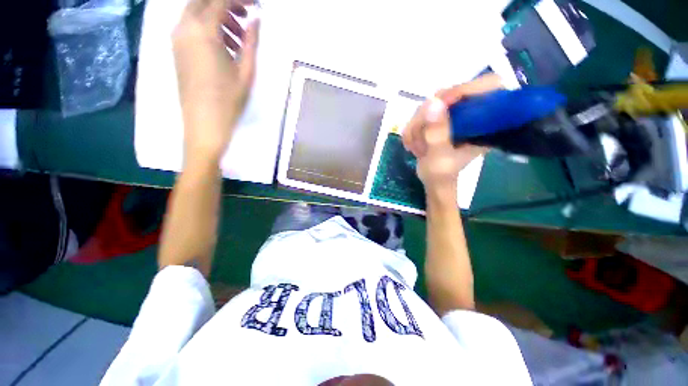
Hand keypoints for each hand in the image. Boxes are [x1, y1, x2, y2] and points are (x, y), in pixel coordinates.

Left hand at [173, 0, 258, 164]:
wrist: (204, 123)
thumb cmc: (229, 100)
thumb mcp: (246, 71)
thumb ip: (251, 41)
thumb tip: (256, 19)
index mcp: (203, 31)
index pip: (220, 0)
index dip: (239, 0)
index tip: (255, 5)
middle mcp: (185, 27)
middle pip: (204, 1)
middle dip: (227, 4)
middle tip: (246, 16)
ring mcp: (177, 38)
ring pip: (196, 12)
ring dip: (218, 16)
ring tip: (238, 38)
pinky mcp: (177, 49)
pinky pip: (191, 26)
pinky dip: (209, 27)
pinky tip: (225, 46)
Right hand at [402, 74, 501, 199]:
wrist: (433, 180)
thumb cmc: (442, 174)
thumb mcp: (441, 156)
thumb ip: (438, 133)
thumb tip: (433, 102)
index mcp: (486, 121)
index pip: (488, 85)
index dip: (465, 89)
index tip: (441, 105)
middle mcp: (471, 113)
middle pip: (450, 93)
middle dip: (428, 116)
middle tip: (420, 137)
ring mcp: (453, 114)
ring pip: (429, 104)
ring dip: (416, 127)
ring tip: (417, 147)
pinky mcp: (439, 118)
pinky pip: (419, 114)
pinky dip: (411, 130)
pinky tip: (413, 144)